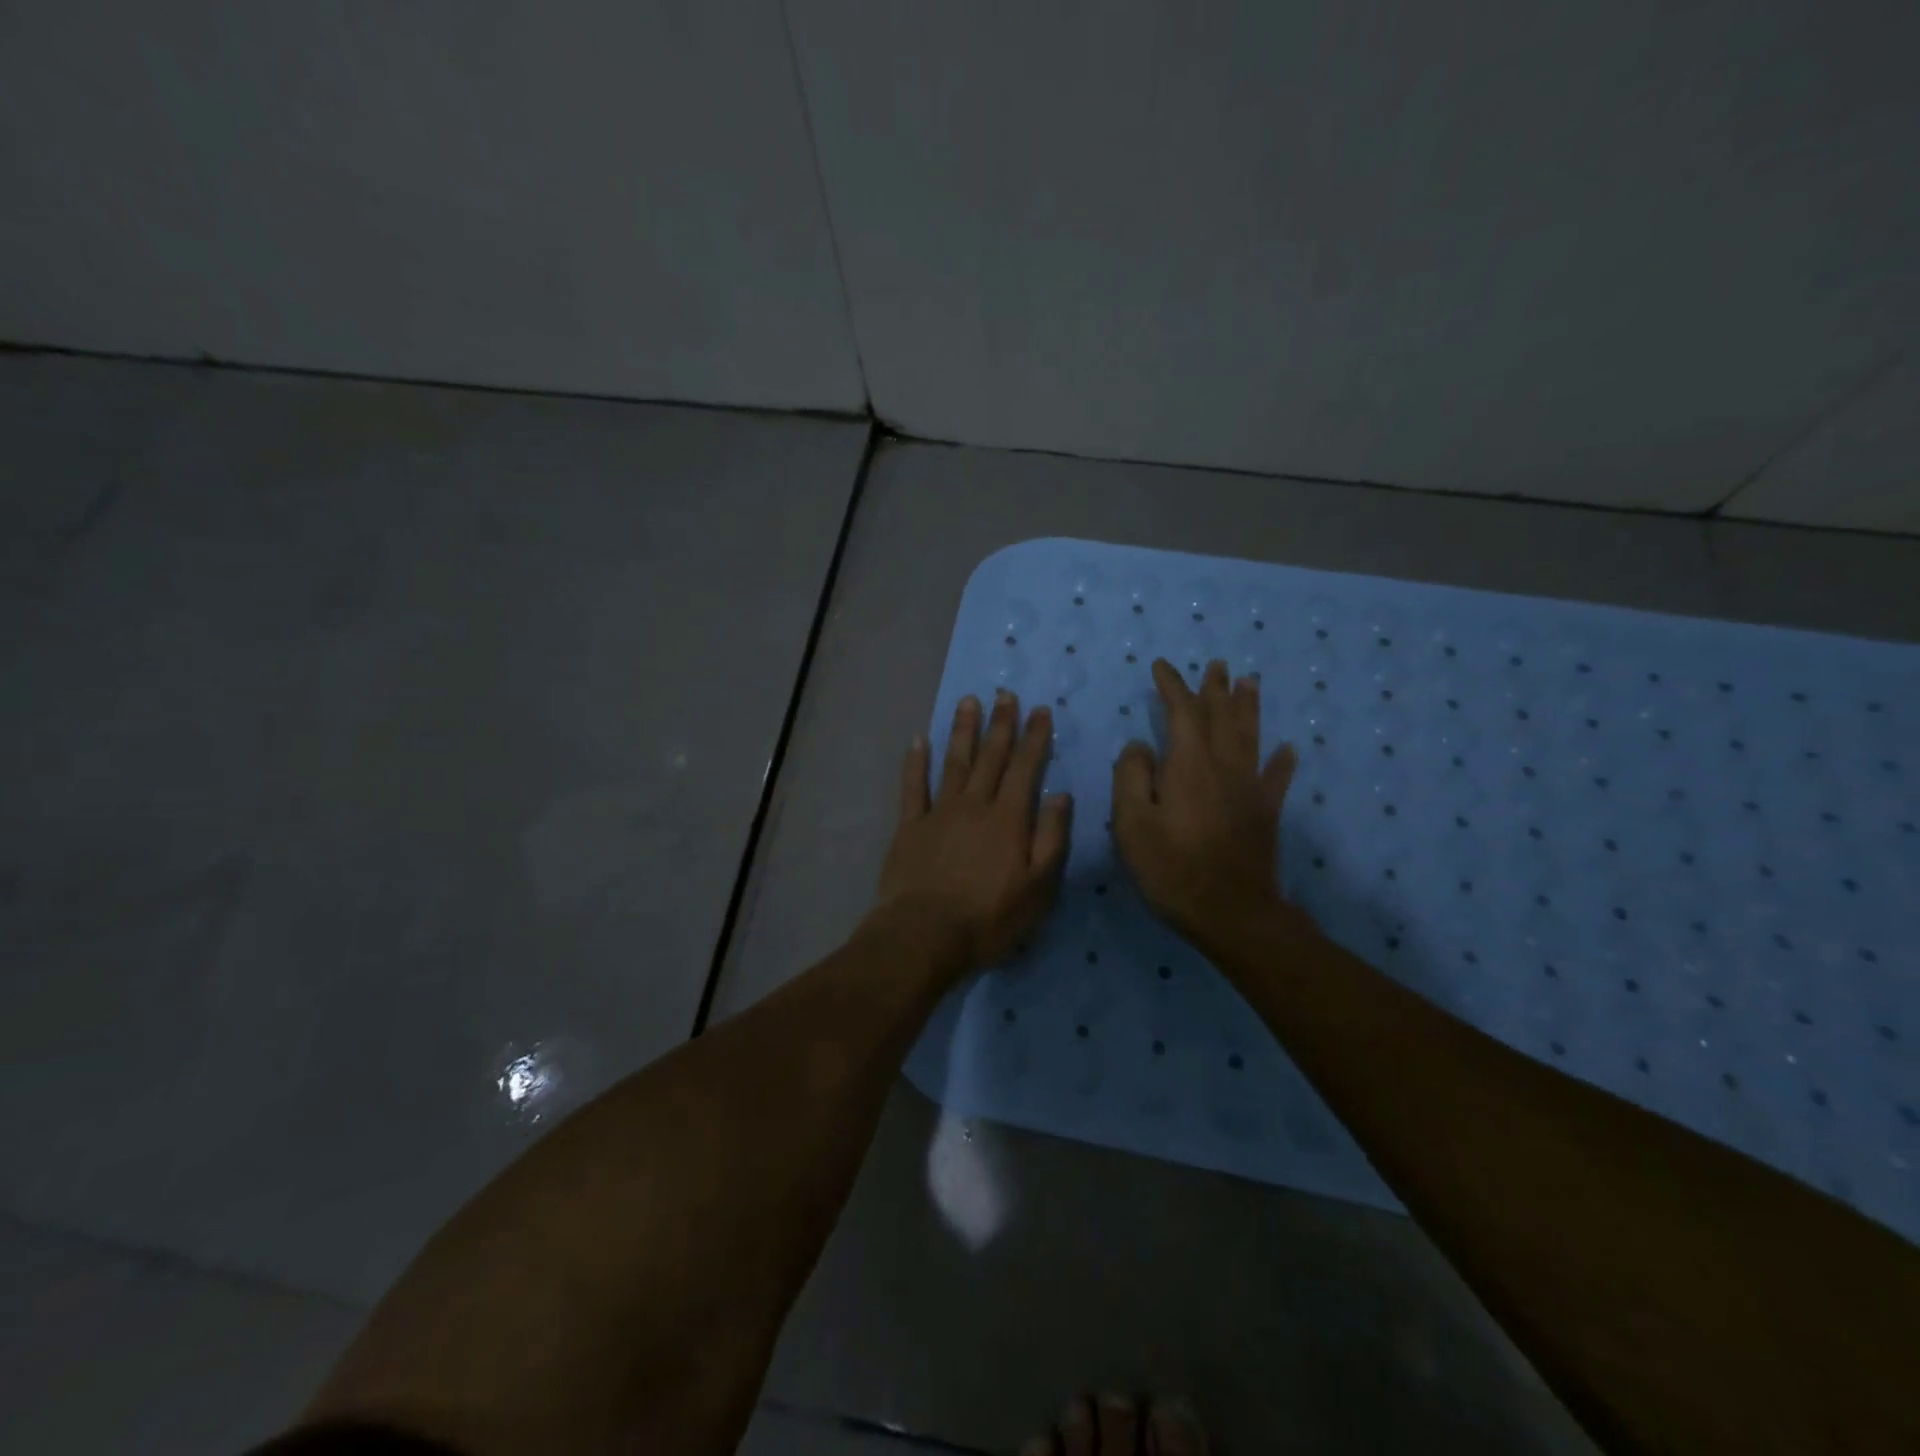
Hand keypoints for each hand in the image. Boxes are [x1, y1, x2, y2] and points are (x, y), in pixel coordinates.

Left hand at [876, 690, 1072, 975]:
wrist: (925, 934)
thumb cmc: (989, 917)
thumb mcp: (1038, 887)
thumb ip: (1051, 838)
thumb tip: (1061, 795)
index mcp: (1008, 819)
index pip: (1026, 768)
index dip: (1034, 738)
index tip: (1040, 710)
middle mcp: (974, 805)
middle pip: (990, 757)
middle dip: (1001, 724)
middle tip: (1006, 694)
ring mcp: (939, 812)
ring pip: (954, 762)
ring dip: (962, 730)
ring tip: (969, 701)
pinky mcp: (910, 826)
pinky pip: (913, 786)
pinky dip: (915, 762)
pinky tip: (918, 740)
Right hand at [1111, 659, 1300, 942]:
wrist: (1231, 913)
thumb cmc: (1172, 869)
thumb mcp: (1132, 824)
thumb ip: (1131, 777)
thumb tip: (1140, 746)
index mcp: (1188, 765)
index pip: (1181, 713)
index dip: (1172, 686)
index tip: (1161, 666)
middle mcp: (1223, 767)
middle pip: (1221, 717)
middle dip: (1215, 689)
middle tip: (1217, 665)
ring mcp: (1249, 790)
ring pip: (1250, 737)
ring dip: (1248, 707)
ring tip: (1250, 682)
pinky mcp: (1265, 814)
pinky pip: (1276, 779)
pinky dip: (1282, 762)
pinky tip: (1289, 749)